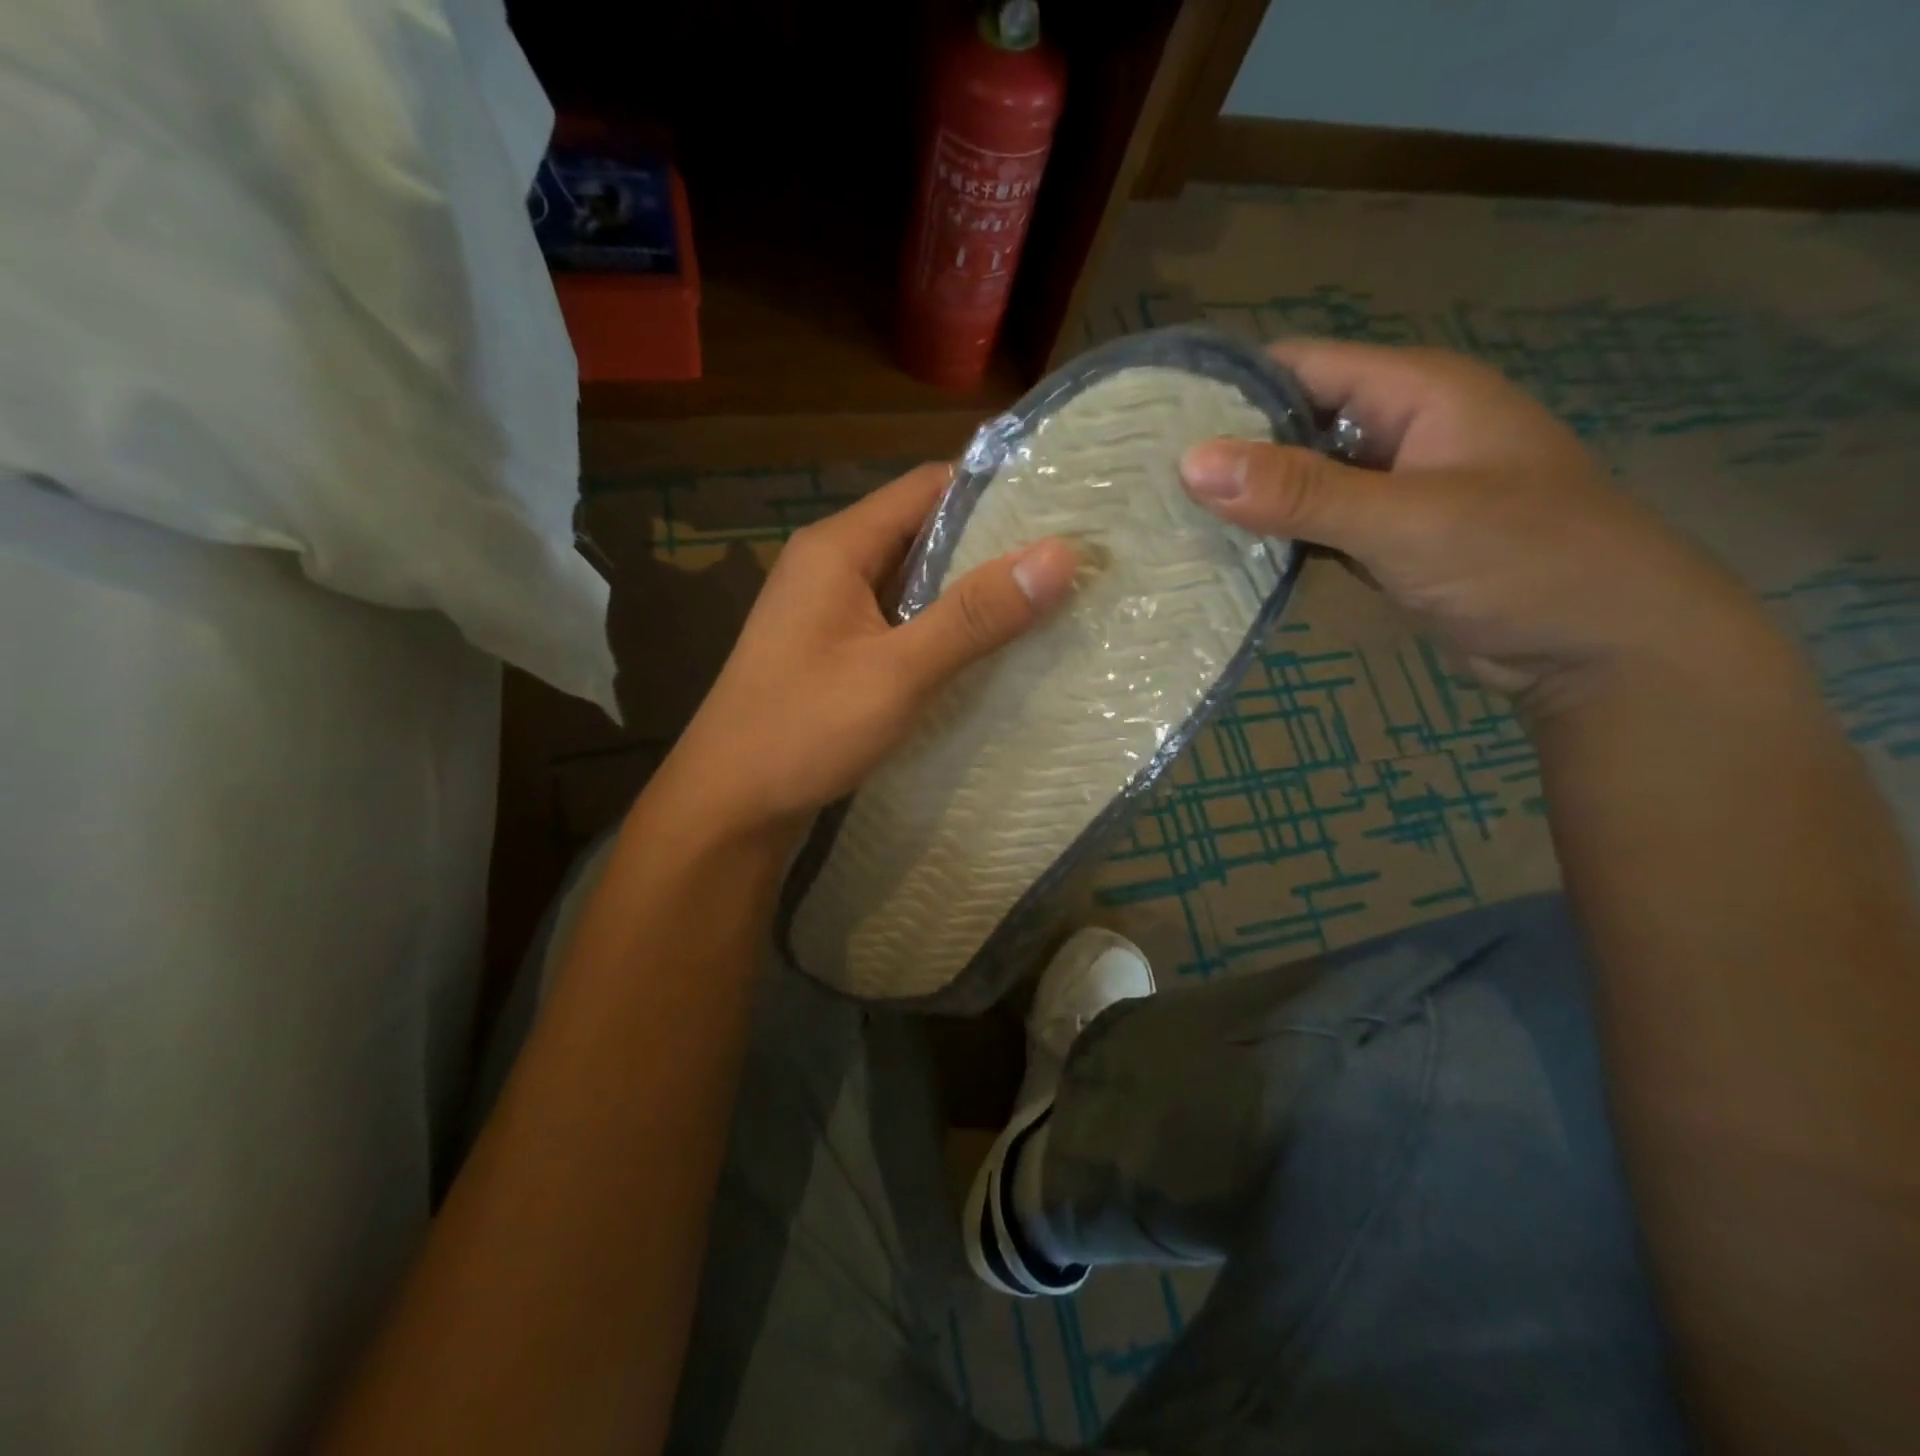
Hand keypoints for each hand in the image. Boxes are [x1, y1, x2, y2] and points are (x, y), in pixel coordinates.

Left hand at [660, 463, 1078, 835]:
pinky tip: (985, 651)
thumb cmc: (804, 730)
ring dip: (968, 592)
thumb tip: (1060, 553)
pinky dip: (940, 628)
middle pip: (922, 532)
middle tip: (1067, 565)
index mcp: (838, 546)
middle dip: (992, 547)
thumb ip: (974, 615)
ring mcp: (829, 610)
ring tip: (1044, 603)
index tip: (1063, 511)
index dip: (997, 493)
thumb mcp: (898, 672)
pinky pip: (898, 621)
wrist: (728, 805)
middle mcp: (831, 565)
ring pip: (913, 581)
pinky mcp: (833, 650)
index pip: (929, 488)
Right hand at [1179, 339, 1769, 713]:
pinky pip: (1319, 526)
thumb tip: (1190, 463)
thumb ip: (1299, 492)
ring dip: (1250, 500)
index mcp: (1416, 391)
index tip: (1156, 424)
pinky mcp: (1389, 539)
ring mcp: (1394, 487)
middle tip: (1148, 483)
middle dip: (1229, 450)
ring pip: (1303, 480)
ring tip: (1171, 519)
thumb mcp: (1404, 520)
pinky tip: (1227, 556)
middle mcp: (1401, 428)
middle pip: (1295, 422)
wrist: (1604, 649)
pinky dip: (1278, 539)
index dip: (1229, 388)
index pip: (1301, 365)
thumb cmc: (1522, 561)